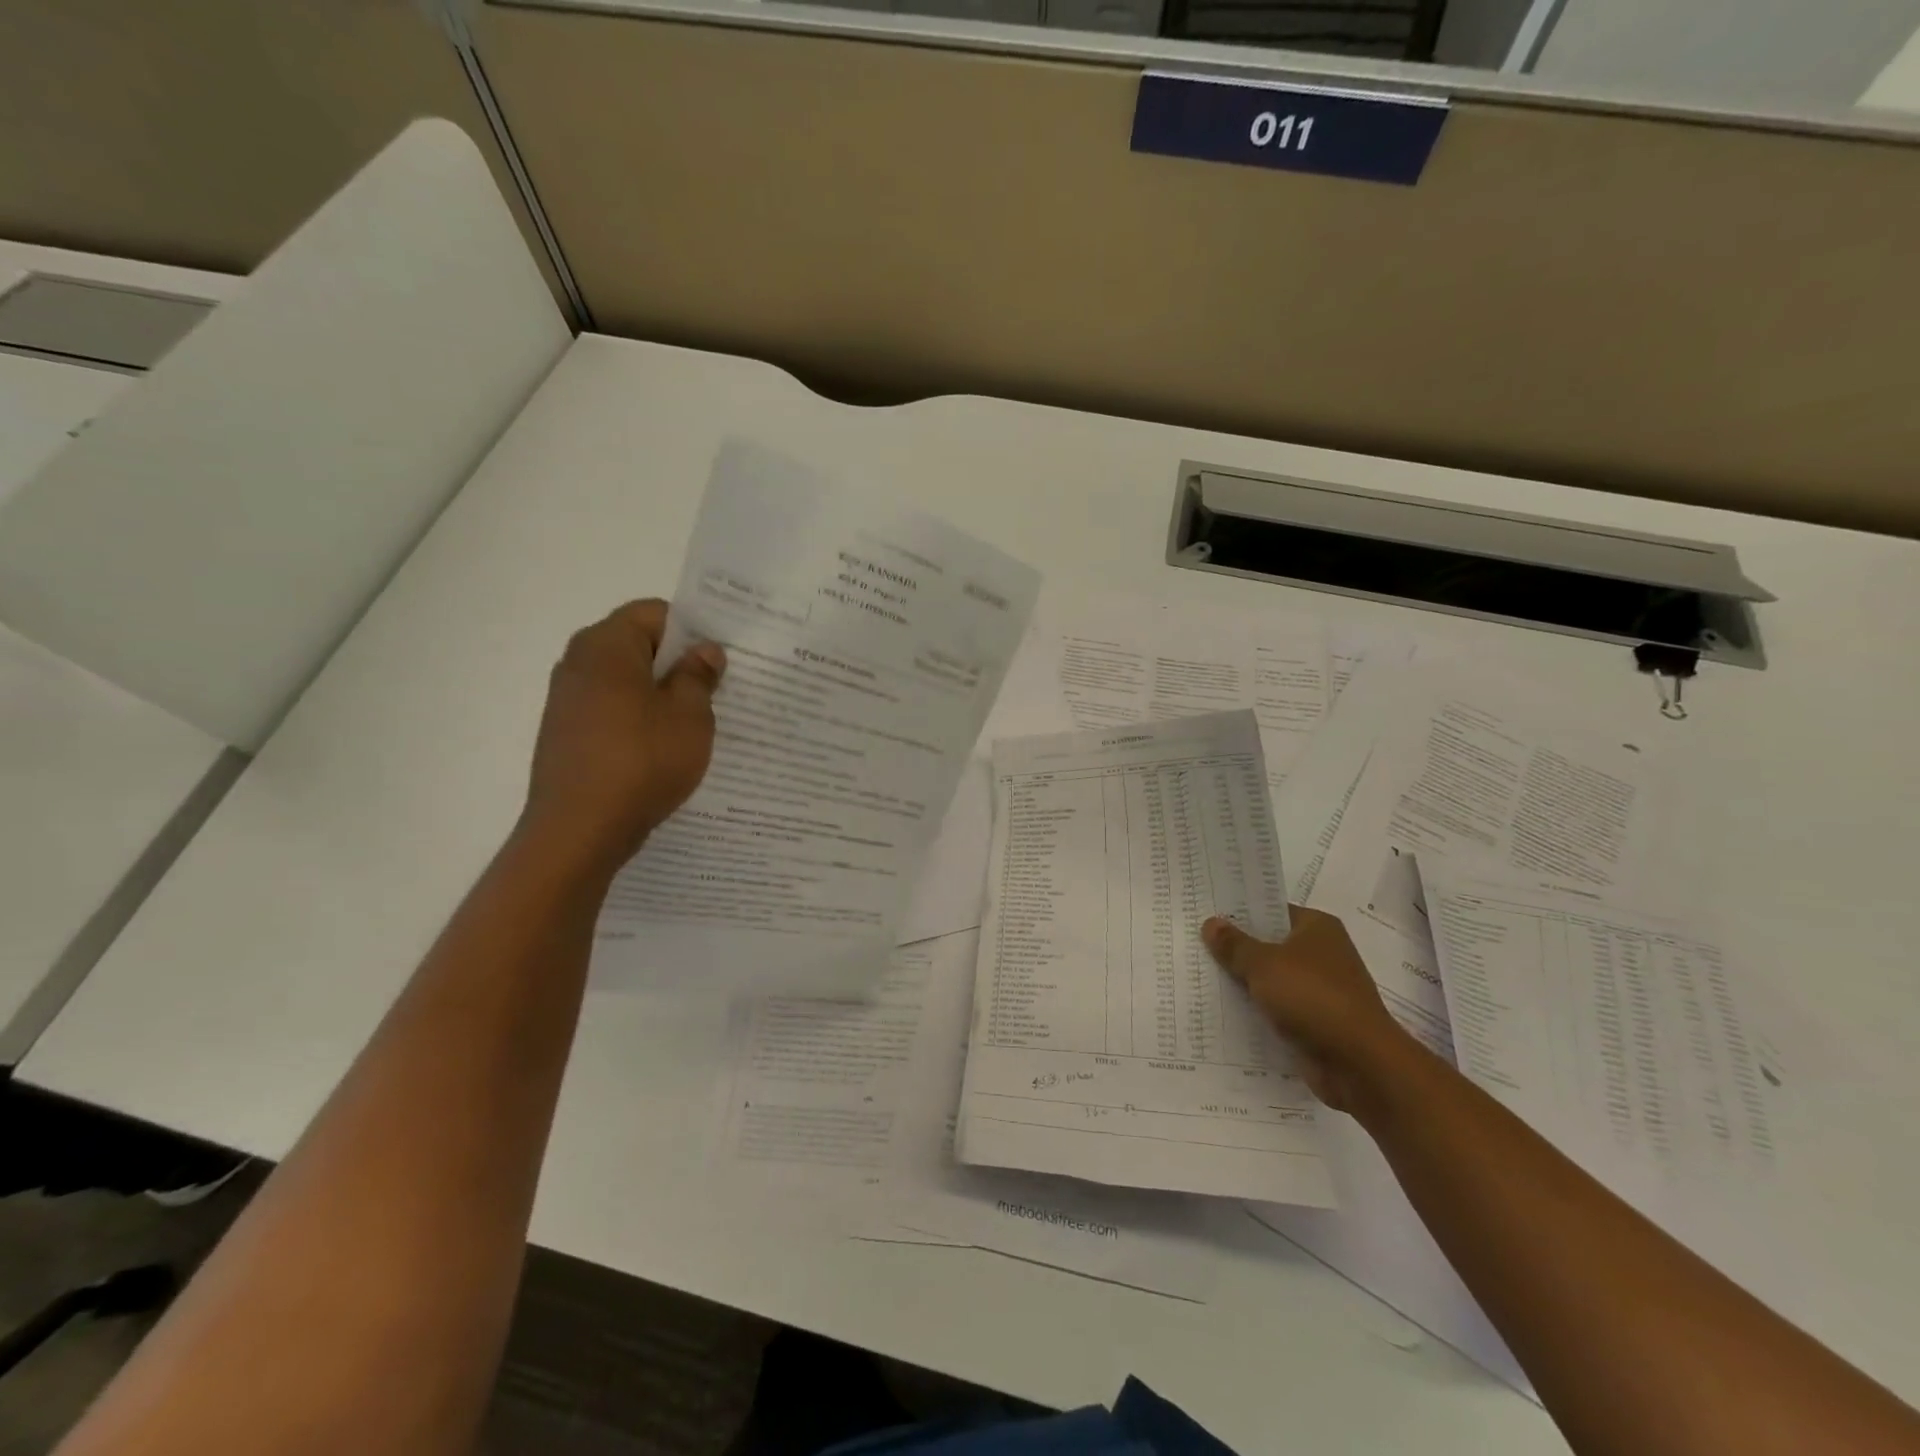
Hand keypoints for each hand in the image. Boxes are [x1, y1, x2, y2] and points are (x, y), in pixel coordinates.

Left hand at [520, 600, 725, 876]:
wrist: (580, 830)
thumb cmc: (642, 761)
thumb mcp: (689, 715)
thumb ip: (698, 676)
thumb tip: (704, 651)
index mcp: (606, 645)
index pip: (655, 613)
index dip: (693, 630)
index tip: (722, 658)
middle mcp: (578, 663)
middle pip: (638, 646)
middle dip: (679, 664)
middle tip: (719, 690)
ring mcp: (568, 700)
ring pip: (626, 682)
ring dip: (661, 695)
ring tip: (696, 723)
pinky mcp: (566, 734)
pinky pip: (612, 711)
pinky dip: (640, 720)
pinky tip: (665, 749)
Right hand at [1203, 908, 1414, 1112]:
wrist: (1360, 1064)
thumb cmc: (1313, 997)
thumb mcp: (1264, 965)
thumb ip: (1234, 945)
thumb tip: (1210, 923)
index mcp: (1317, 927)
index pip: (1271, 910)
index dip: (1239, 913)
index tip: (1205, 914)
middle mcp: (1322, 954)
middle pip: (1269, 945)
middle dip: (1236, 949)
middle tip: (1193, 944)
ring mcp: (1321, 990)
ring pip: (1271, 980)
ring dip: (1244, 983)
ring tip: (1199, 976)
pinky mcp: (1316, 1023)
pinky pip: (1278, 1010)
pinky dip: (1257, 1011)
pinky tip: (1222, 1012)